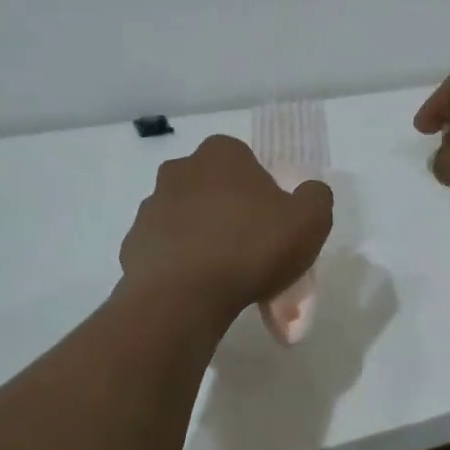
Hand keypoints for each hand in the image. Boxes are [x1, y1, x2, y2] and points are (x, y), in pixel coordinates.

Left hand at [120, 135, 333, 319]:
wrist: (181, 295)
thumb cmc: (250, 247)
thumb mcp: (309, 221)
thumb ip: (316, 198)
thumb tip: (309, 192)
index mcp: (221, 154)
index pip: (246, 162)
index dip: (263, 192)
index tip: (273, 225)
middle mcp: (180, 170)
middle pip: (215, 189)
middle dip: (231, 214)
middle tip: (252, 252)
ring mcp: (151, 206)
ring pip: (188, 220)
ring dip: (204, 239)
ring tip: (226, 279)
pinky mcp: (133, 243)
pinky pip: (167, 250)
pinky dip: (181, 264)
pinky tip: (199, 291)